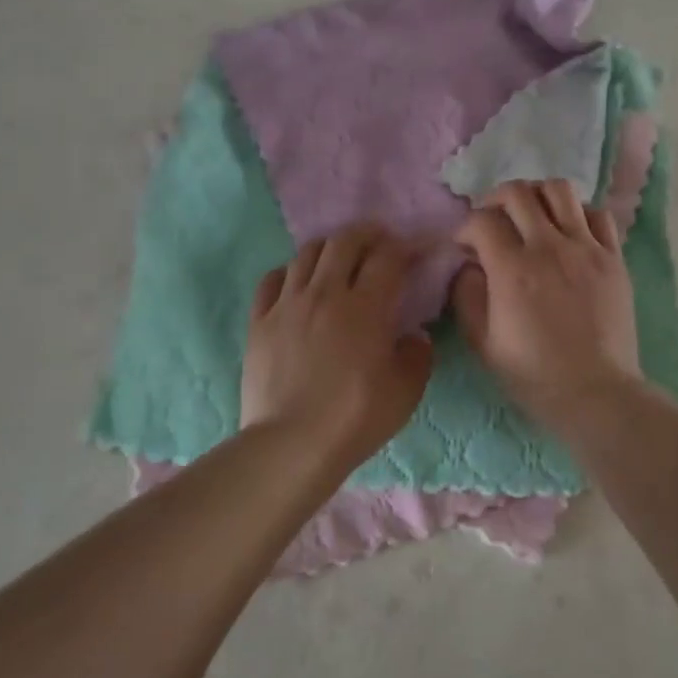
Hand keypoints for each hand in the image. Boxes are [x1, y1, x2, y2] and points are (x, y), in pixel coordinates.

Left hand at [242, 224, 433, 473]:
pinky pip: (272, 280)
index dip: (403, 247)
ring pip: (306, 254)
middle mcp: (325, 293)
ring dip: (329, 249)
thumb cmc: (356, 418)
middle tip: (377, 241)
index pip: (387, 257)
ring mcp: (287, 305)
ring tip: (338, 260)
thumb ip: (417, 354)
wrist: (292, 444)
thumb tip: (413, 336)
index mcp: (366, 307)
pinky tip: (297, 283)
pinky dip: (289, 272)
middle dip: (366, 234)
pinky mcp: (259, 322)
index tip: (412, 251)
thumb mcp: (406, 390)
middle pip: (344, 242)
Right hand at [452, 179, 641, 429]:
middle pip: (518, 193)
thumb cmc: (534, 375)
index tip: (464, 246)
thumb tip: (468, 266)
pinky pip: (597, 214)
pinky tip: (569, 232)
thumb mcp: (483, 343)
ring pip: (559, 191)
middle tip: (492, 221)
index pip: (482, 220)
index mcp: (512, 270)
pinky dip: (577, 213)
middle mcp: (549, 247)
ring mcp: (586, 249)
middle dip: (495, 200)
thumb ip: (467, 296)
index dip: (465, 228)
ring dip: (537, 196)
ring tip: (531, 216)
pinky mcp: (614, 258)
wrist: (595, 392)